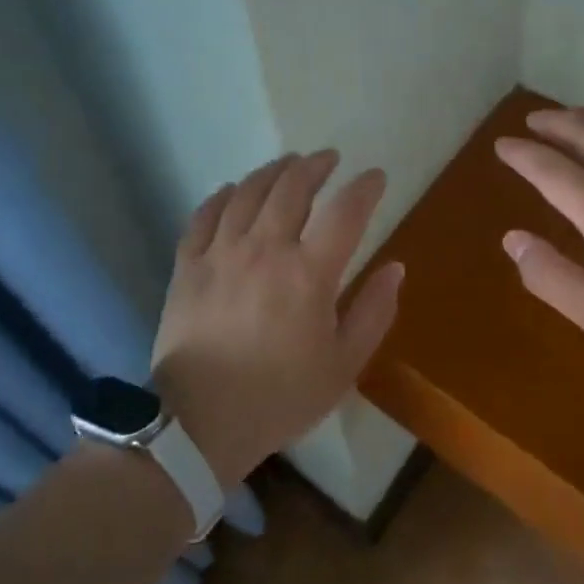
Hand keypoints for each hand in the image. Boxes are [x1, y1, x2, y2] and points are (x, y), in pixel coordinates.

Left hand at [149, 150, 403, 486]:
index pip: (346, 212)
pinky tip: (233, 190)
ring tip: (288, 164)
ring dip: (273, 171)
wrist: (199, 424)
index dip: (365, 187)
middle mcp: (266, 249)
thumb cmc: (280, 397)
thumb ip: (374, 312)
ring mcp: (221, 253)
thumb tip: (395, 268)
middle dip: (316, 166)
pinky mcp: (188, 265)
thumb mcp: (343, 365)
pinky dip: (223, 195)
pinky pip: (204, 215)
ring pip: (249, 192)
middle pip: (293, 187)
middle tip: (328, 159)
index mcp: (309, 273)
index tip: (375, 177)